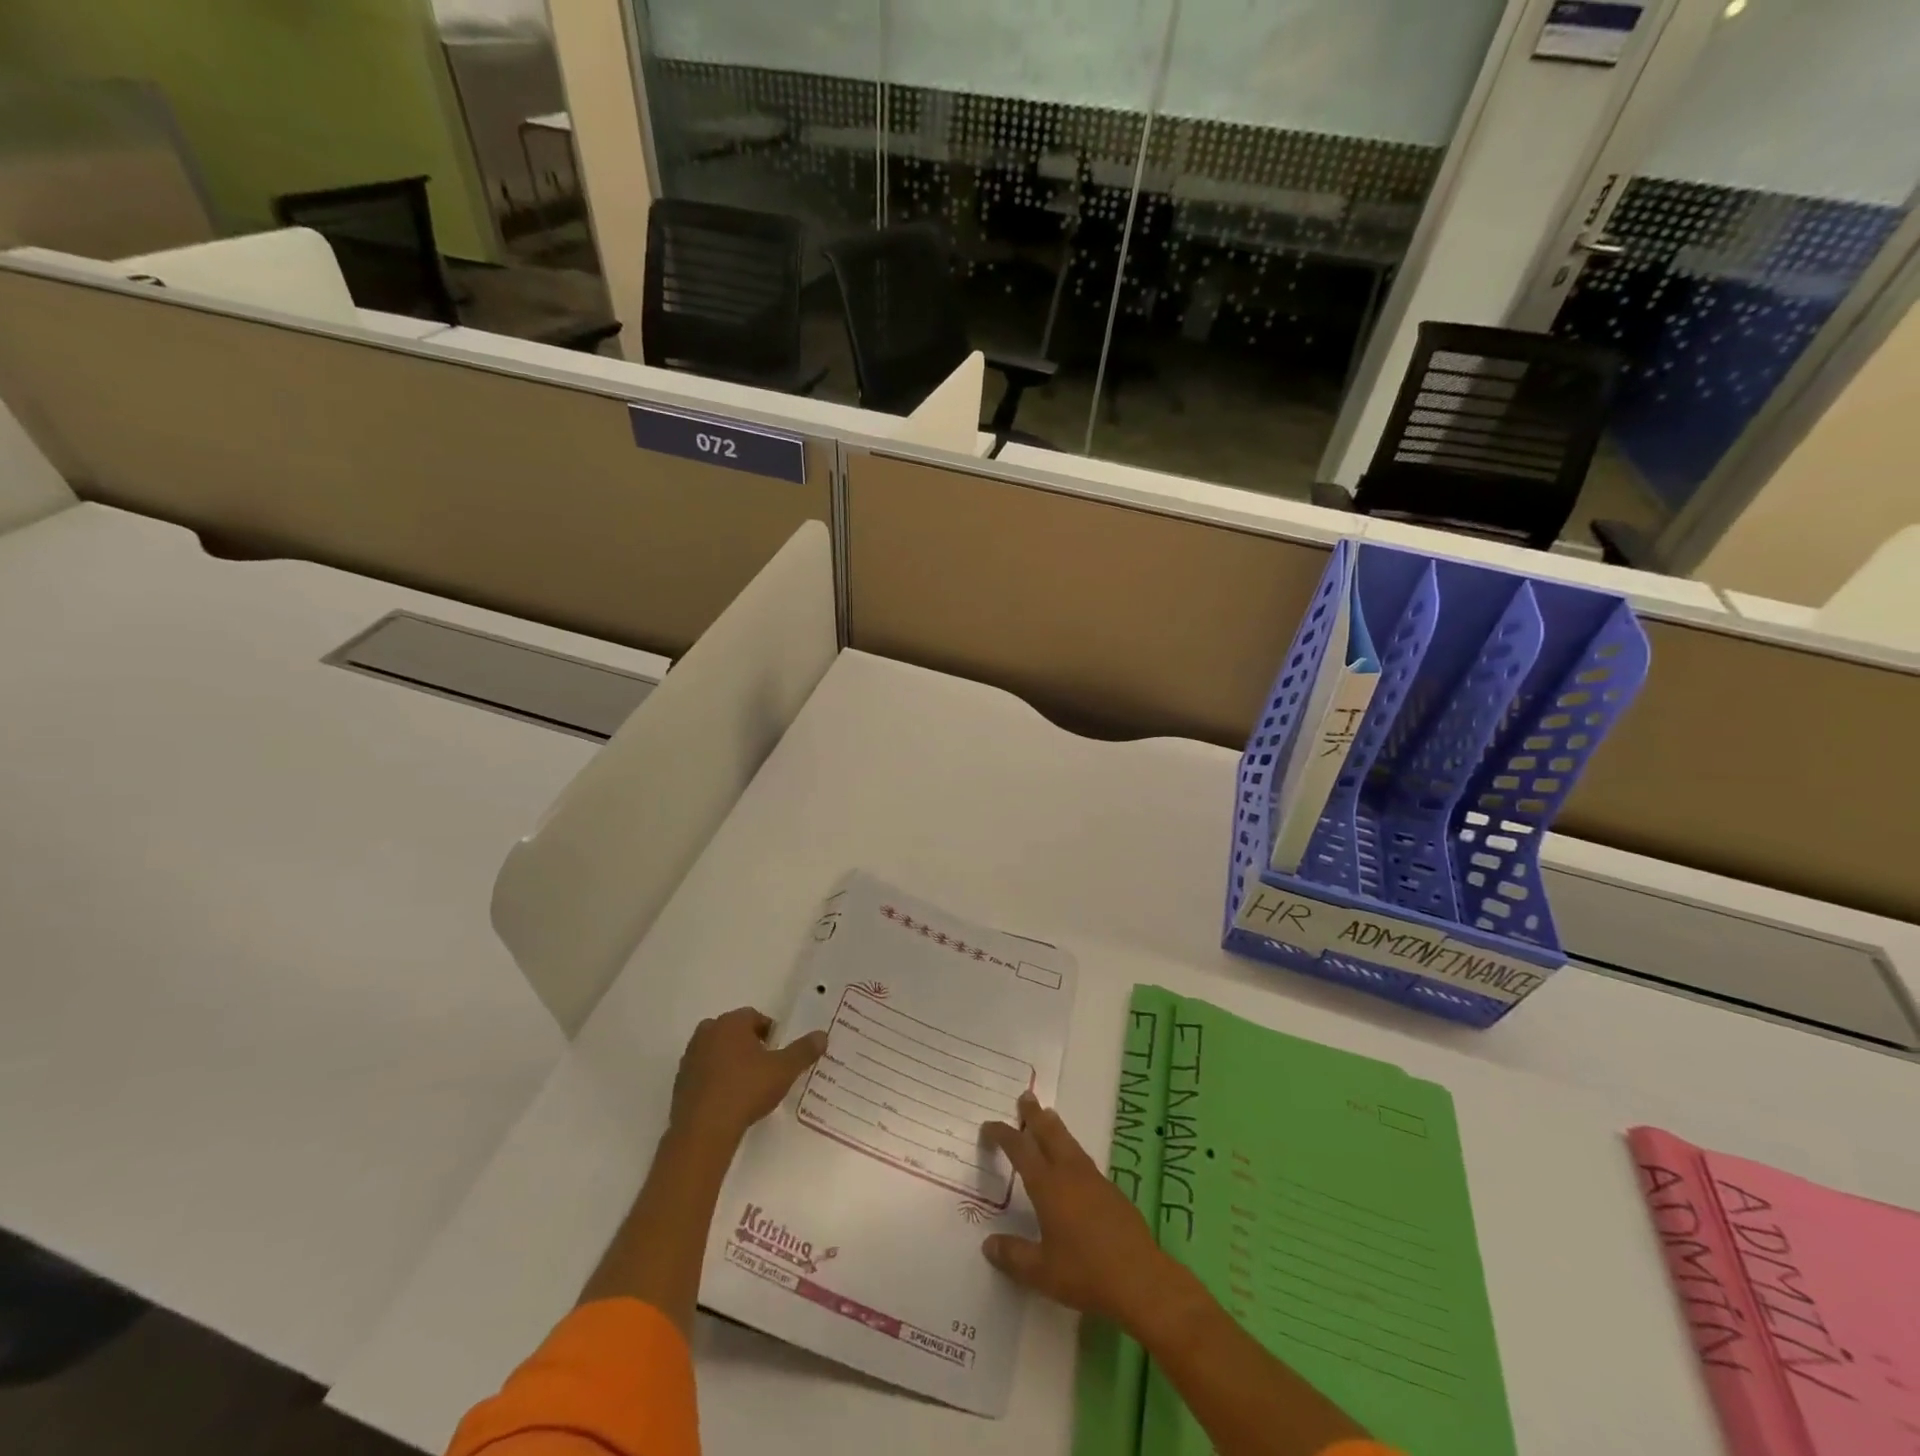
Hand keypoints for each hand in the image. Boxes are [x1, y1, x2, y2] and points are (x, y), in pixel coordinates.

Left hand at [668, 1007, 826, 1147]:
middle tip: (765, 1067)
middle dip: (748, 1044)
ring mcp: (690, 1058)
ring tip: (747, 1085)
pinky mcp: (680, 1083)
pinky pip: (703, 1073)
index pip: (754, 1017)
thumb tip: (822, 1035)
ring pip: (716, 1051)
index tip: (778, 1052)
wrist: (703, 1130)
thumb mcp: (784, 1070)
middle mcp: (707, 1033)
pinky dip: (715, 1080)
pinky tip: (728, 1100)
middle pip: (733, 1032)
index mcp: (731, 1023)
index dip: (770, 1032)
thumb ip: (804, 1050)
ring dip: (730, 1061)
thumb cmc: (746, 1090)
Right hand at [980, 1092, 1175, 1330]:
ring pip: (1070, 1142)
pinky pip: (1084, 1159)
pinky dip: (1072, 1149)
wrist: (1141, 1280)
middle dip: (1035, 1114)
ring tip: (1048, 1116)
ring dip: (1055, 1127)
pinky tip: (1073, 1161)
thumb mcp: (1041, 1272)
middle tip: (1026, 1096)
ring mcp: (1094, 1180)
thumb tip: (988, 1244)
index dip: (1003, 1134)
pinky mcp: (1112, 1192)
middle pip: (1050, 1133)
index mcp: (1049, 1186)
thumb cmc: (1085, 1274)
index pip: (1020, 1150)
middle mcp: (1070, 1174)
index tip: (988, 1126)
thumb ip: (1013, 1256)